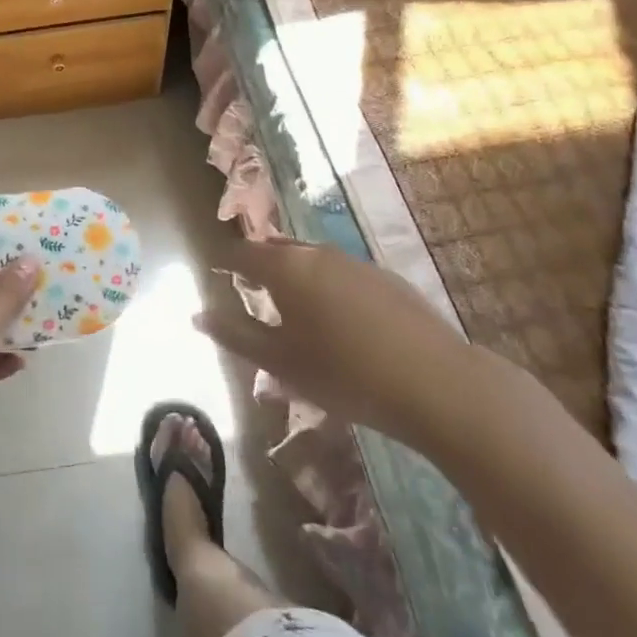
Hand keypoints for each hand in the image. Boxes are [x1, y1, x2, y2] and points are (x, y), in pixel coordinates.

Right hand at [197, 239, 484, 452]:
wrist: (439, 385)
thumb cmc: (345, 375)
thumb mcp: (280, 363)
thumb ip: (235, 335)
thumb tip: (197, 316)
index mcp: (285, 268)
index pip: (241, 253)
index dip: (224, 263)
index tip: (215, 274)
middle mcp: (317, 253)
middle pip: (277, 251)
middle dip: (259, 266)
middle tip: (251, 291)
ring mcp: (356, 263)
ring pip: (311, 260)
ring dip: (295, 276)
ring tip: (293, 307)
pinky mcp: (387, 278)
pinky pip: (342, 273)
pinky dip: (328, 287)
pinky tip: (340, 320)